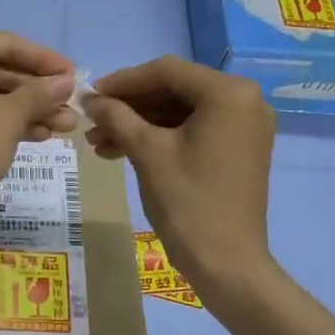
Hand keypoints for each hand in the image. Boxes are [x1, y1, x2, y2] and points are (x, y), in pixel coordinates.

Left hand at [0, 33, 76, 223]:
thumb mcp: (10, 116)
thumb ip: (40, 93)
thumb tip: (66, 81)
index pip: (9, 44)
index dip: (46, 59)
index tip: (75, 75)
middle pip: (2, 70)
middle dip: (40, 90)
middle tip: (73, 106)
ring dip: (30, 109)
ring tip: (66, 126)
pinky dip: (9, 122)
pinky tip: (40, 136)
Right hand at [85, 57, 275, 294]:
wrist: (227, 263)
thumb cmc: (188, 201)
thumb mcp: (146, 152)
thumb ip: (116, 116)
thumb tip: (90, 98)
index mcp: (228, 93)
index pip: (166, 71)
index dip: (122, 81)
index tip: (89, 95)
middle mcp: (244, 100)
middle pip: (173, 89)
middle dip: (129, 106)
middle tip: (92, 121)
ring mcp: (244, 125)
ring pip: (179, 111)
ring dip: (139, 123)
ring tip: (99, 143)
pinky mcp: (238, 147)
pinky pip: (193, 129)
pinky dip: (159, 137)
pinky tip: (122, 151)